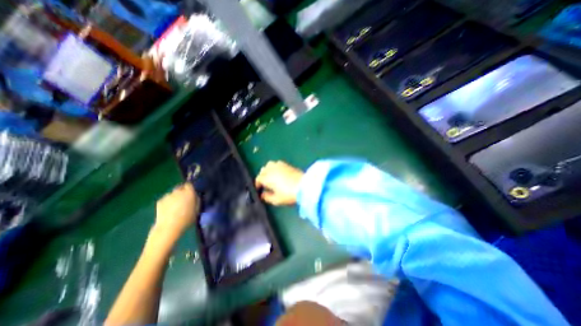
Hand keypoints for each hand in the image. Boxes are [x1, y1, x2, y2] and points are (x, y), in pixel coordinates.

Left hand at [153, 184, 200, 239]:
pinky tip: (168, 210)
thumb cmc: (187, 218)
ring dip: (175, 197)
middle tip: (184, 200)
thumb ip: (197, 200)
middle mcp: (178, 191)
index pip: (189, 184)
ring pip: (173, 193)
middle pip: (180, 188)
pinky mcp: (159, 201)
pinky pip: (166, 199)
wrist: (169, 227)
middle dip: (182, 192)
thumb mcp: (197, 209)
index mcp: (189, 192)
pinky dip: (168, 202)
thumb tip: (195, 196)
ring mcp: (167, 196)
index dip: (190, 188)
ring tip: (176, 206)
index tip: (192, 193)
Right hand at [256, 160, 304, 205]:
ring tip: (270, 176)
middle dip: (261, 176)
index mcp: (267, 178)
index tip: (259, 189)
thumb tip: (262, 194)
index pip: (258, 178)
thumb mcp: (276, 200)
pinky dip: (275, 167)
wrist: (304, 186)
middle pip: (263, 170)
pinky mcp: (287, 164)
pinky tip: (278, 172)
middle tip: (264, 183)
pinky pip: (277, 163)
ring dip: (267, 169)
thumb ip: (267, 197)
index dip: (257, 184)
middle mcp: (272, 170)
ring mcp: (279, 165)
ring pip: (269, 164)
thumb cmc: (289, 194)